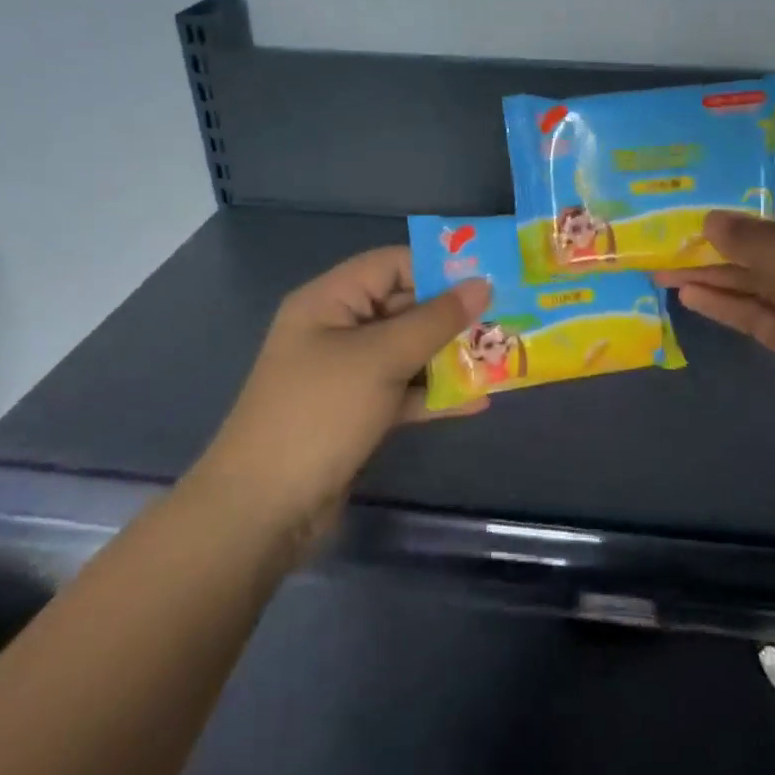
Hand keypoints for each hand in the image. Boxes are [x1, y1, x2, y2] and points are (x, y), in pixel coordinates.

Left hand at [202, 248, 491, 535]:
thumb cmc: (320, 413)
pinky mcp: (358, 414)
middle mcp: (338, 330)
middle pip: (404, 308)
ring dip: (451, 357)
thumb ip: (435, 320)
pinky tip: (480, 400)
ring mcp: (348, 375)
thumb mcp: (381, 358)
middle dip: (454, 316)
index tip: (490, 278)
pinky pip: (404, 392)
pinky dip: (436, 395)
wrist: (265, 508)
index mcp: (330, 301)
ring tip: (503, 357)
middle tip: (508, 318)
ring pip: (409, 352)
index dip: (439, 268)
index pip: (391, 265)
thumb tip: (482, 283)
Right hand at [658, 171, 774, 482]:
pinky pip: (756, 312)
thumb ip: (763, 241)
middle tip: (679, 228)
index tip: (727, 194)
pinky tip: (686, 295)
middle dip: (732, 232)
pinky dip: (725, 302)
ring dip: (717, 270)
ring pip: (762, 277)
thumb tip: (712, 219)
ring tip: (664, 265)